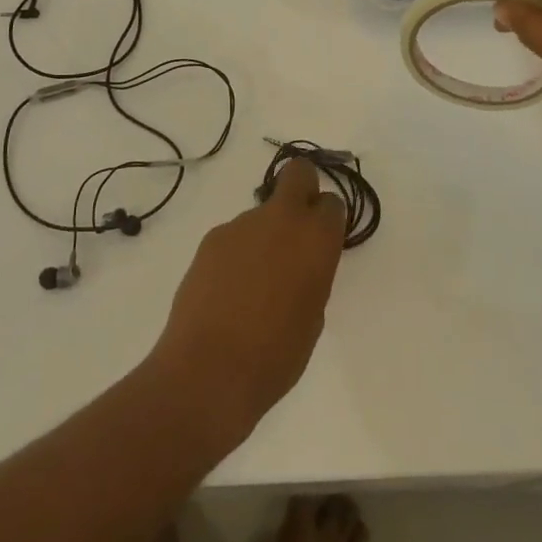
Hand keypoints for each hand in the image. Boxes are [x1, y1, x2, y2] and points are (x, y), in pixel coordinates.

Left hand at [149, 158, 345, 443]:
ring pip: (262, 213)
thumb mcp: (313, 317)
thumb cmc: (276, 356)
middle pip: (298, 173)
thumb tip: (298, 264)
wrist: (209, 369)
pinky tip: (228, 291)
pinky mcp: (212, 238)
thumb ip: (312, 275)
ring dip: (264, 236)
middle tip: (297, 228)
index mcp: (315, 239)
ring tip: (253, 286)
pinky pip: (235, 236)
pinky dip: (238, 254)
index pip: (332, 203)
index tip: (323, 242)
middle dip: (302, 187)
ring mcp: (242, 224)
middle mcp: (280, 219)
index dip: (328, 220)